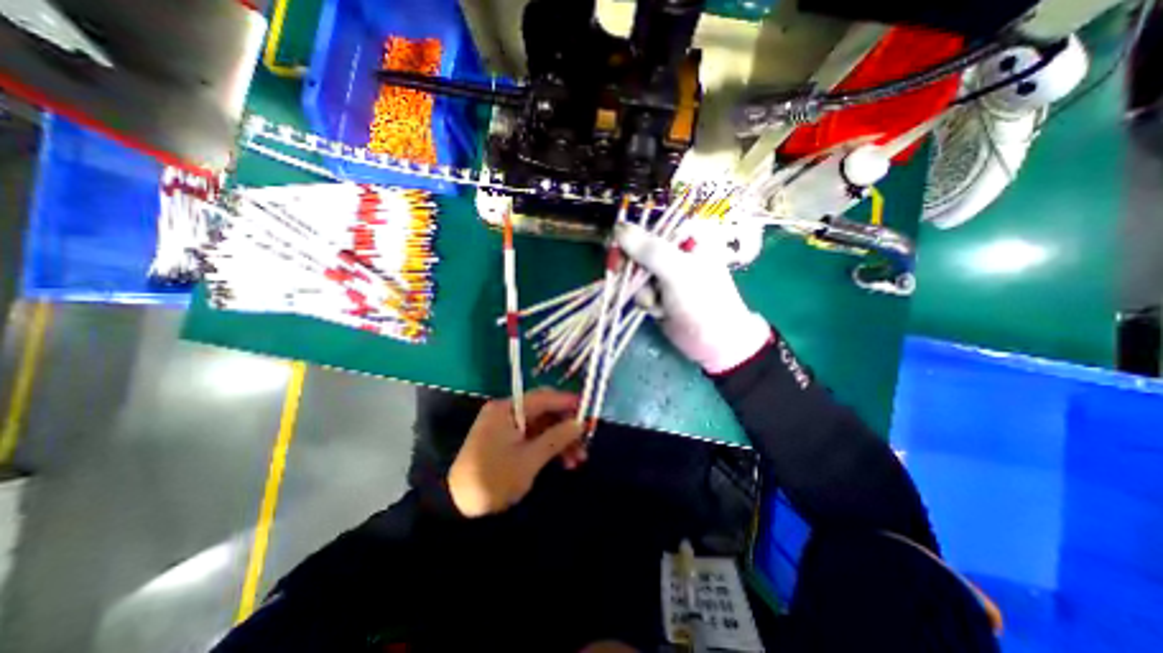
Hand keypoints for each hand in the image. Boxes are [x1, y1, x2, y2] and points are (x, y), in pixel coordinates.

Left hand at [445, 388, 585, 519]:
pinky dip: (548, 446)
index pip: (543, 398)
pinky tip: (564, 462)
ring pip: (542, 426)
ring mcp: (506, 426)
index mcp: (507, 409)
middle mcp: (507, 412)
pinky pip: (533, 437)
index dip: (567, 402)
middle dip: (566, 426)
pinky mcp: (507, 440)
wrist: (457, 506)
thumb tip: (580, 423)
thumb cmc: (494, 479)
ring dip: (560, 439)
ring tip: (578, 459)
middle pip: (544, 411)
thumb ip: (556, 438)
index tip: (589, 410)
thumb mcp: (529, 460)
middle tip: (586, 441)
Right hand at [616, 223, 769, 372]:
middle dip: (635, 271)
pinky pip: (640, 291)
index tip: (617, 253)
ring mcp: (666, 274)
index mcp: (688, 237)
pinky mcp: (660, 293)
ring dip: (643, 291)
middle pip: (639, 252)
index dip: (630, 239)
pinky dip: (647, 302)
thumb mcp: (676, 271)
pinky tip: (660, 312)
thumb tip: (618, 228)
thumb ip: (648, 250)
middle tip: (630, 280)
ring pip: (636, 274)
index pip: (650, 227)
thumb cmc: (703, 301)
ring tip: (659, 304)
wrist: (715, 342)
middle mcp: (676, 252)